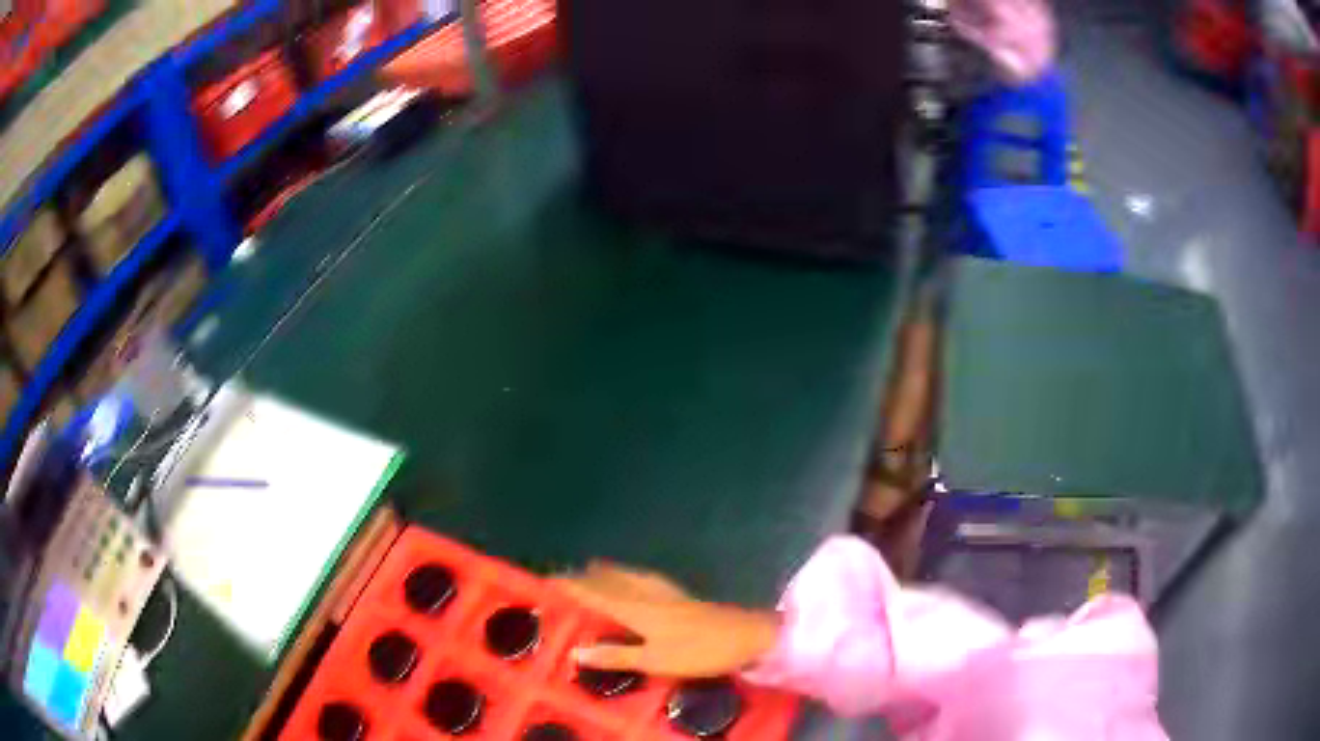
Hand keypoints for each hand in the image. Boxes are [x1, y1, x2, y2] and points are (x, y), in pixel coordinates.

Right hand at [550, 562, 780, 677]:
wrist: (746, 635)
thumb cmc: (698, 651)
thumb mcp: (654, 661)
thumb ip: (615, 655)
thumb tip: (575, 651)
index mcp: (637, 609)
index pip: (596, 595)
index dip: (573, 588)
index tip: (549, 580)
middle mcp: (648, 595)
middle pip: (611, 582)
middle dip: (587, 578)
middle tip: (565, 574)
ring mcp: (668, 593)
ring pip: (629, 577)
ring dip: (608, 572)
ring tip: (593, 567)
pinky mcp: (682, 596)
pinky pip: (645, 579)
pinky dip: (629, 575)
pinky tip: (637, 578)